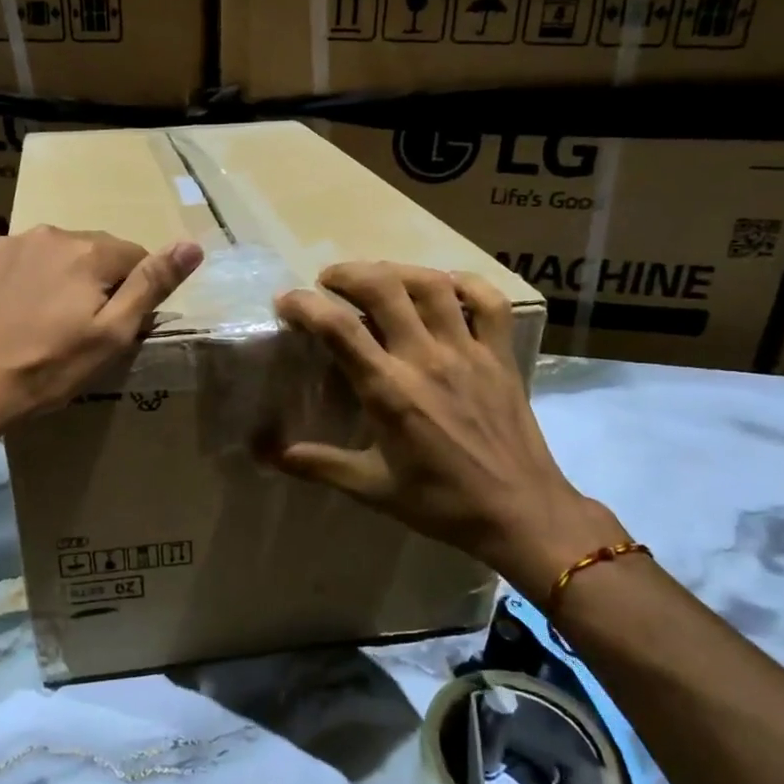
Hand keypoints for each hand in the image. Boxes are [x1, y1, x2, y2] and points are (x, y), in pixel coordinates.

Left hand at [0, 226, 202, 433]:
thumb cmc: (48, 368)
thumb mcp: (112, 334)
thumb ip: (152, 285)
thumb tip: (192, 244)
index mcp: (85, 250)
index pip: (133, 255)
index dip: (132, 292)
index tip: (116, 326)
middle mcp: (44, 235)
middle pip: (89, 253)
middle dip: (93, 283)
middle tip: (80, 330)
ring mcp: (1, 248)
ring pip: (47, 258)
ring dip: (54, 281)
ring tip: (42, 327)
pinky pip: (9, 269)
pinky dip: (17, 287)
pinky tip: (8, 321)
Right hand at [269, 261, 625, 602]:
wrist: (520, 513)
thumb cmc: (441, 503)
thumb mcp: (371, 488)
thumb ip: (317, 464)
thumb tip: (263, 453)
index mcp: (389, 391)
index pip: (338, 329)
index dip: (305, 305)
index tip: (286, 301)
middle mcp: (426, 359)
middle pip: (384, 288)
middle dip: (348, 273)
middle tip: (329, 280)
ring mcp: (468, 352)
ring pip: (432, 284)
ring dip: (397, 270)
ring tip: (377, 277)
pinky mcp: (500, 355)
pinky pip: (488, 302)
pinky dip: (464, 283)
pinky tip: (444, 286)